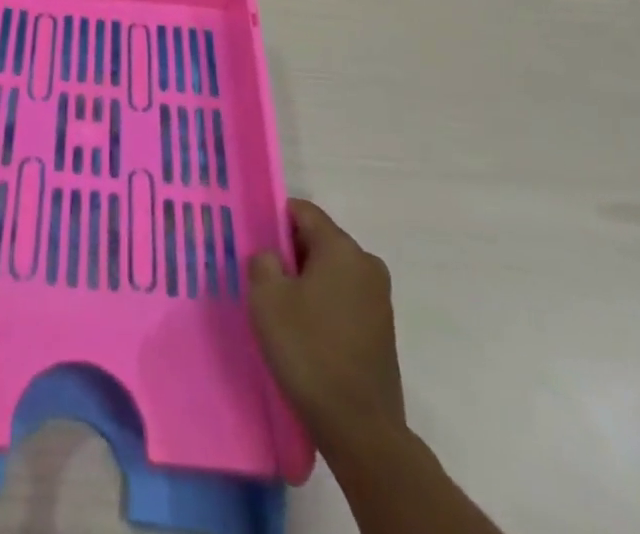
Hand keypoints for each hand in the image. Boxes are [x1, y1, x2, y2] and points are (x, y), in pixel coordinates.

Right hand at [247, 199, 405, 448]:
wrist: (360, 428)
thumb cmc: (309, 351)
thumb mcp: (266, 298)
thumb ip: (263, 261)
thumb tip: (273, 258)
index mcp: (342, 248)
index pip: (303, 211)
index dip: (275, 220)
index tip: (256, 243)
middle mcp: (367, 264)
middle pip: (319, 240)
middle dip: (291, 253)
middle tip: (264, 279)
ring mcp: (379, 298)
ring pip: (332, 271)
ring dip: (307, 281)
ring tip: (283, 309)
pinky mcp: (383, 329)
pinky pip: (345, 298)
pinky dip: (324, 304)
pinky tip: (307, 332)